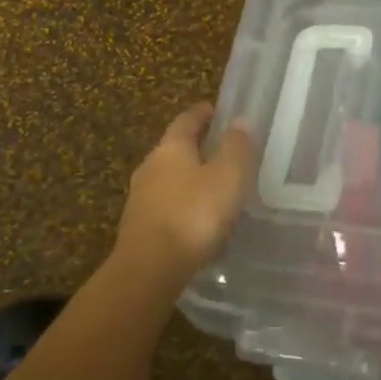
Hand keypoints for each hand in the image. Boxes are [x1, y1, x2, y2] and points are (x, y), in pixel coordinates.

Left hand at [111, 103, 256, 289]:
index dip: (203, 113)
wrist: (150, 269)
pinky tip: (200, 219)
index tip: (217, 109)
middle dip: (197, 146)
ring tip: (215, 186)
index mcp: (171, 148)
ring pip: (169, 178)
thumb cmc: (194, 213)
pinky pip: (167, 206)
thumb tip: (240, 120)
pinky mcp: (140, 227)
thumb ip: (236, 147)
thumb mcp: (228, 176)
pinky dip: (184, 204)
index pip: (186, 120)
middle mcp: (150, 166)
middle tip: (222, 149)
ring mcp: (141, 198)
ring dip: (190, 178)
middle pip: (175, 148)